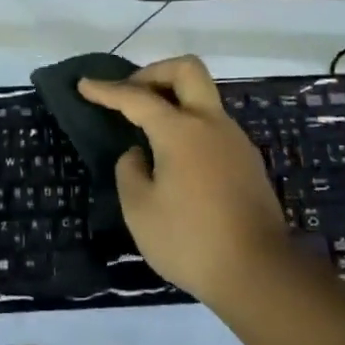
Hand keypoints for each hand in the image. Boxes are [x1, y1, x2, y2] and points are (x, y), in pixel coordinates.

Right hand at [78, 55, 293, 312]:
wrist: (259, 274)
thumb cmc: (190, 240)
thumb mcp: (139, 210)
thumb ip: (130, 171)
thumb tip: (139, 154)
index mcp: (181, 130)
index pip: (137, 97)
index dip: (107, 90)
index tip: (84, 85)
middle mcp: (212, 124)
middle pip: (187, 70)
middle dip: (154, 72)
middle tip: (131, 94)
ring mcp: (235, 141)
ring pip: (203, 99)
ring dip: (174, 101)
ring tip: (149, 133)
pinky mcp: (248, 163)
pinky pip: (213, 127)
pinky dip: (189, 127)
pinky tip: (176, 160)